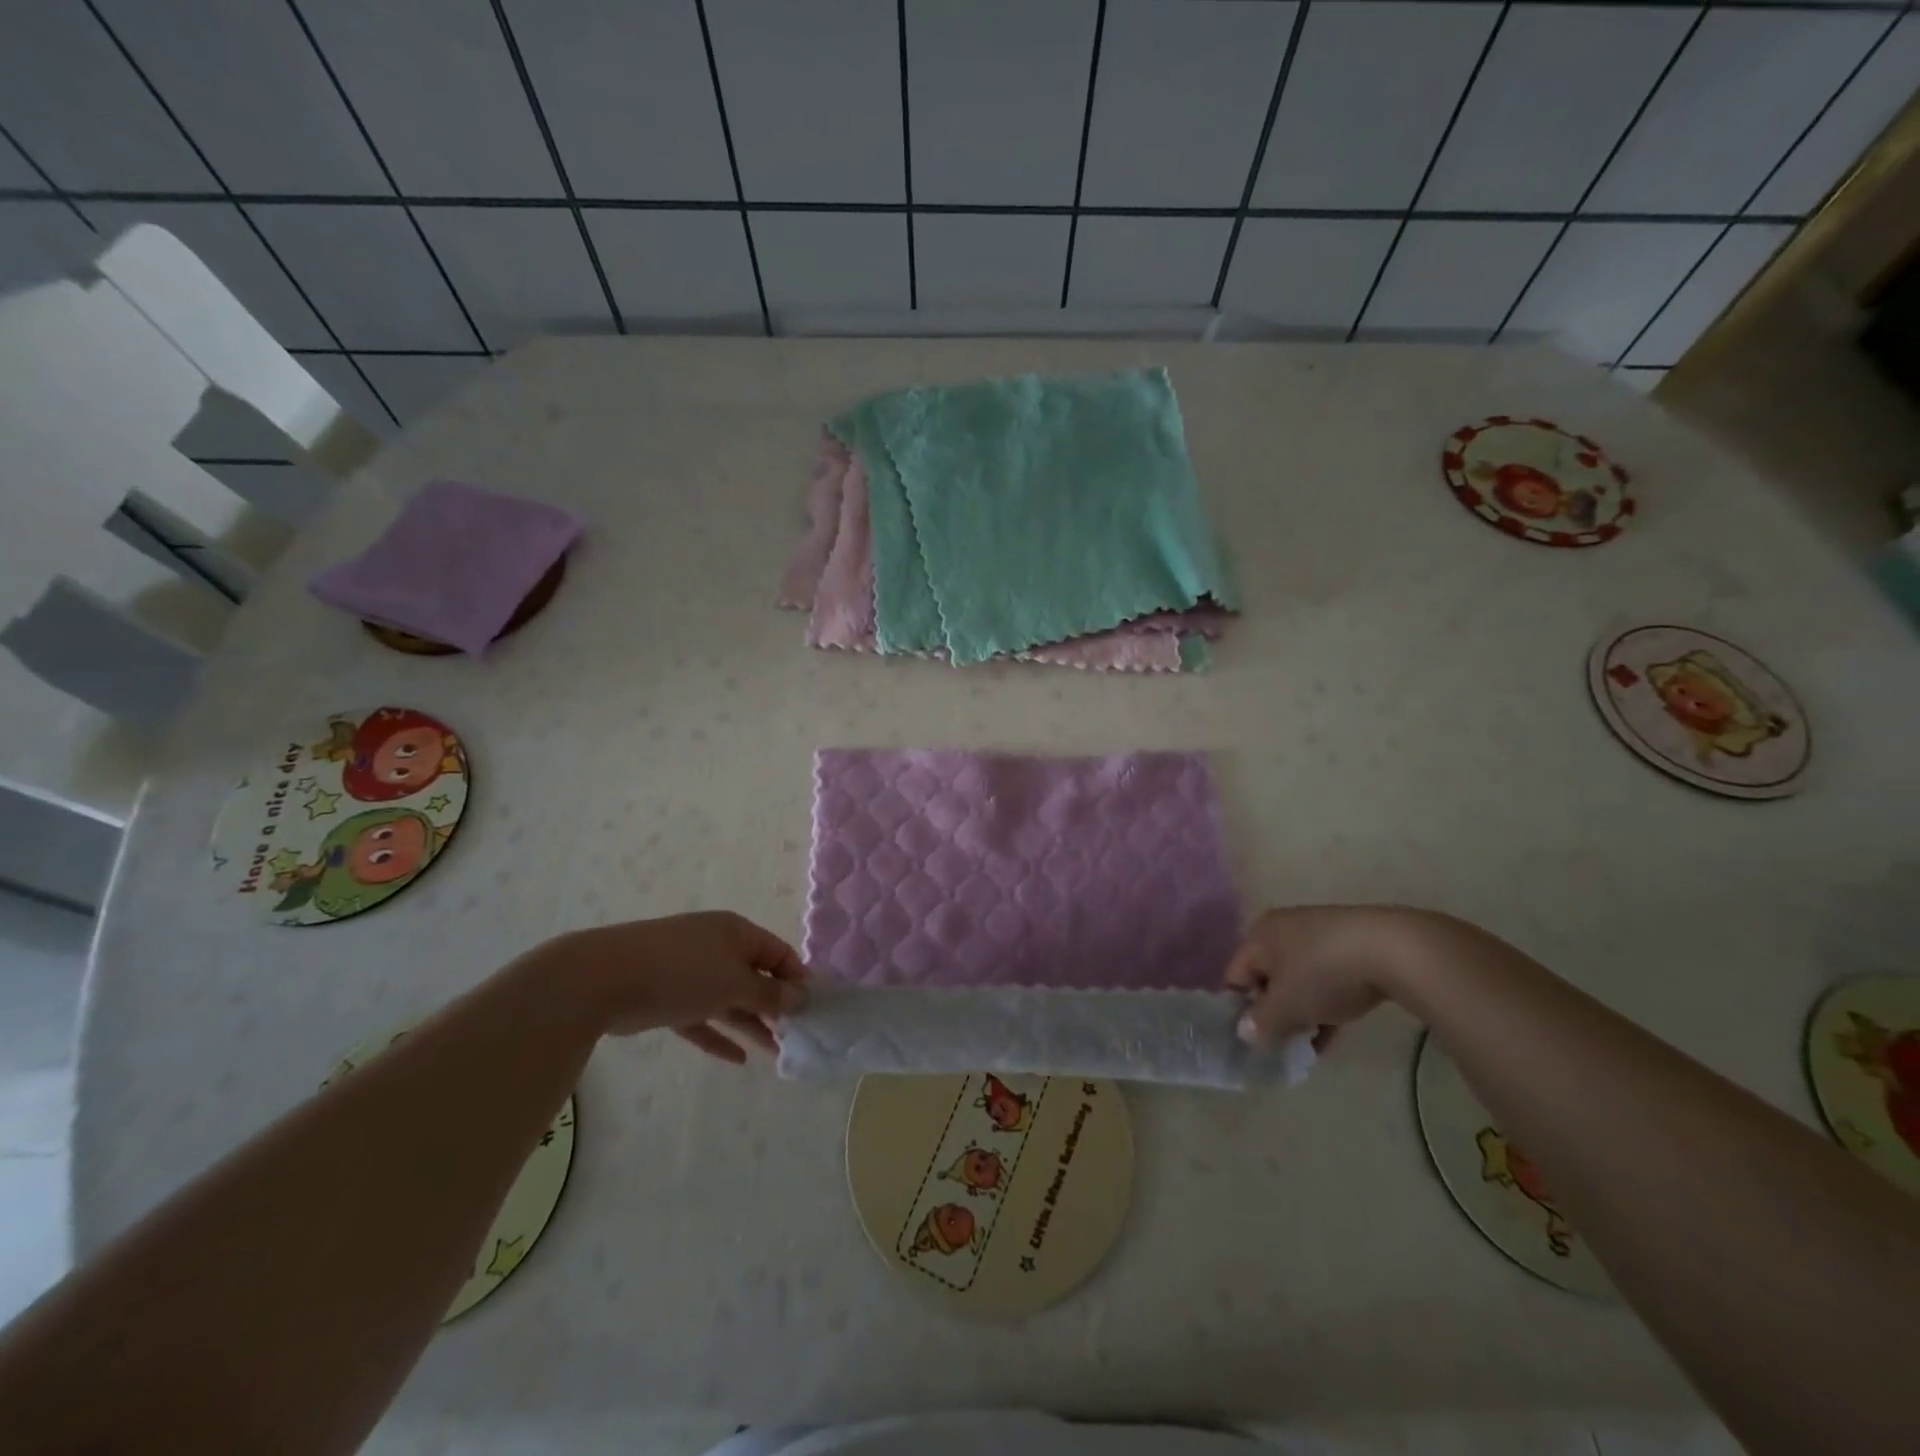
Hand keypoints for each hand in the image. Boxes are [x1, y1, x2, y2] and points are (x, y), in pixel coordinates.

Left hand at [533, 911, 807, 1062]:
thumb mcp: (734, 983)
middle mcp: (716, 948)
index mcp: (736, 933)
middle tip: (797, 1035)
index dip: (796, 978)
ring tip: (777, 1051)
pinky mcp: (668, 1000)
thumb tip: (801, 998)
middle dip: (776, 1005)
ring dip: (752, 1024)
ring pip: (729, 1000)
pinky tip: (738, 1059)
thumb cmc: (682, 972)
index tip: (813, 1008)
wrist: (605, 979)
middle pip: (754, 977)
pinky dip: (718, 1036)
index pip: (778, 953)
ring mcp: (690, 974)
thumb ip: (769, 995)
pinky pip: (702, 1019)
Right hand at [1225, 905, 1437, 1047]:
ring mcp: (1318, 932)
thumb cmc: (1323, 974)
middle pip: (1267, 977)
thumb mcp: (1286, 1006)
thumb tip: (1245, 1032)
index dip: (1240, 1010)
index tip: (1256, 1040)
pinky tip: (1336, 1030)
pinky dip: (1326, 1001)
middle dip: (1275, 1012)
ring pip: (1299, 979)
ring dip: (1302, 1011)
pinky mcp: (1350, 942)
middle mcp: (1282, 928)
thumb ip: (1261, 1023)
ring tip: (1314, 1043)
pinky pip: (1326, 976)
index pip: (1236, 976)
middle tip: (1285, 1043)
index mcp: (1258, 935)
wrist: (1393, 950)